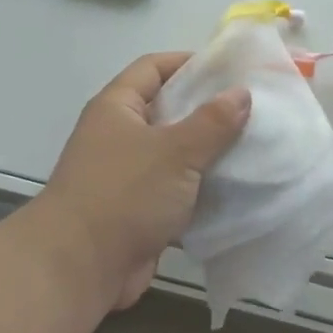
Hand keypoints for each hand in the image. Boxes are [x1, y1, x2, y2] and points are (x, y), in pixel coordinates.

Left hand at [37, 51, 251, 308]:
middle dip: (207, 110)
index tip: (230, 69)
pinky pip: (175, 190)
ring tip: (253, 146)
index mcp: (117, 108)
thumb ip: (212, 121)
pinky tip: (236, 188)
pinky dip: (200, 189)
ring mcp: (127, 175)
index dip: (188, 62)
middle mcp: (118, 136)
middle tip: (251, 109)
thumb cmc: (123, 194)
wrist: (79, 269)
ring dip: (208, 153)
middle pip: (167, 110)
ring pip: (174, 153)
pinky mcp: (137, 211)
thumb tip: (242, 93)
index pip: (153, 67)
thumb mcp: (175, 151)